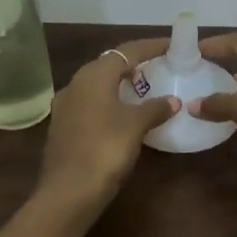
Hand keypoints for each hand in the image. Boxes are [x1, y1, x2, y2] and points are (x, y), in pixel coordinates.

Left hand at [36, 38, 179, 212]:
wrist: (68, 191)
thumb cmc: (105, 149)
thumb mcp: (135, 125)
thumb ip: (155, 108)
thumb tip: (172, 101)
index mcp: (93, 76)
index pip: (127, 51)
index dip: (150, 46)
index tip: (171, 45)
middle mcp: (75, 84)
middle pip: (109, 65)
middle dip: (134, 64)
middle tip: (159, 67)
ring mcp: (65, 106)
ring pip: (98, 85)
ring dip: (120, 84)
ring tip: (143, 90)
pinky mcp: (63, 127)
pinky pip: (91, 104)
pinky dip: (110, 102)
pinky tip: (122, 115)